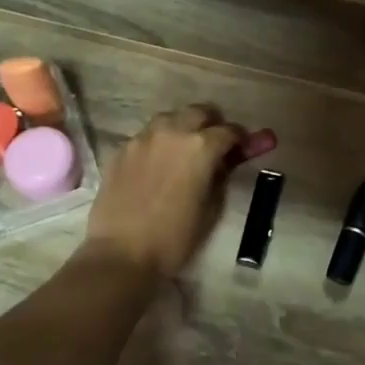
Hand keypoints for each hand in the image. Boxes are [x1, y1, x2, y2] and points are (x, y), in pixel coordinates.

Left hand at [84, 104, 244, 278]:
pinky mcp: (121, 150)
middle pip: (199, 112)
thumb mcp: (211, 208)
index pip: (229, 131)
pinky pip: (146, 136)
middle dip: (211, 124)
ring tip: (183, 150)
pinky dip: (158, 142)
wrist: (122, 253)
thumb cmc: (175, 237)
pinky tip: (156, 163)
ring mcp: (143, 138)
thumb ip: (222, 175)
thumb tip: (228, 160)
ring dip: (182, 127)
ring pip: (169, 118)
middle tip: (215, 143)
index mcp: (201, 146)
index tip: (244, 148)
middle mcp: (172, 132)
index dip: (241, 140)